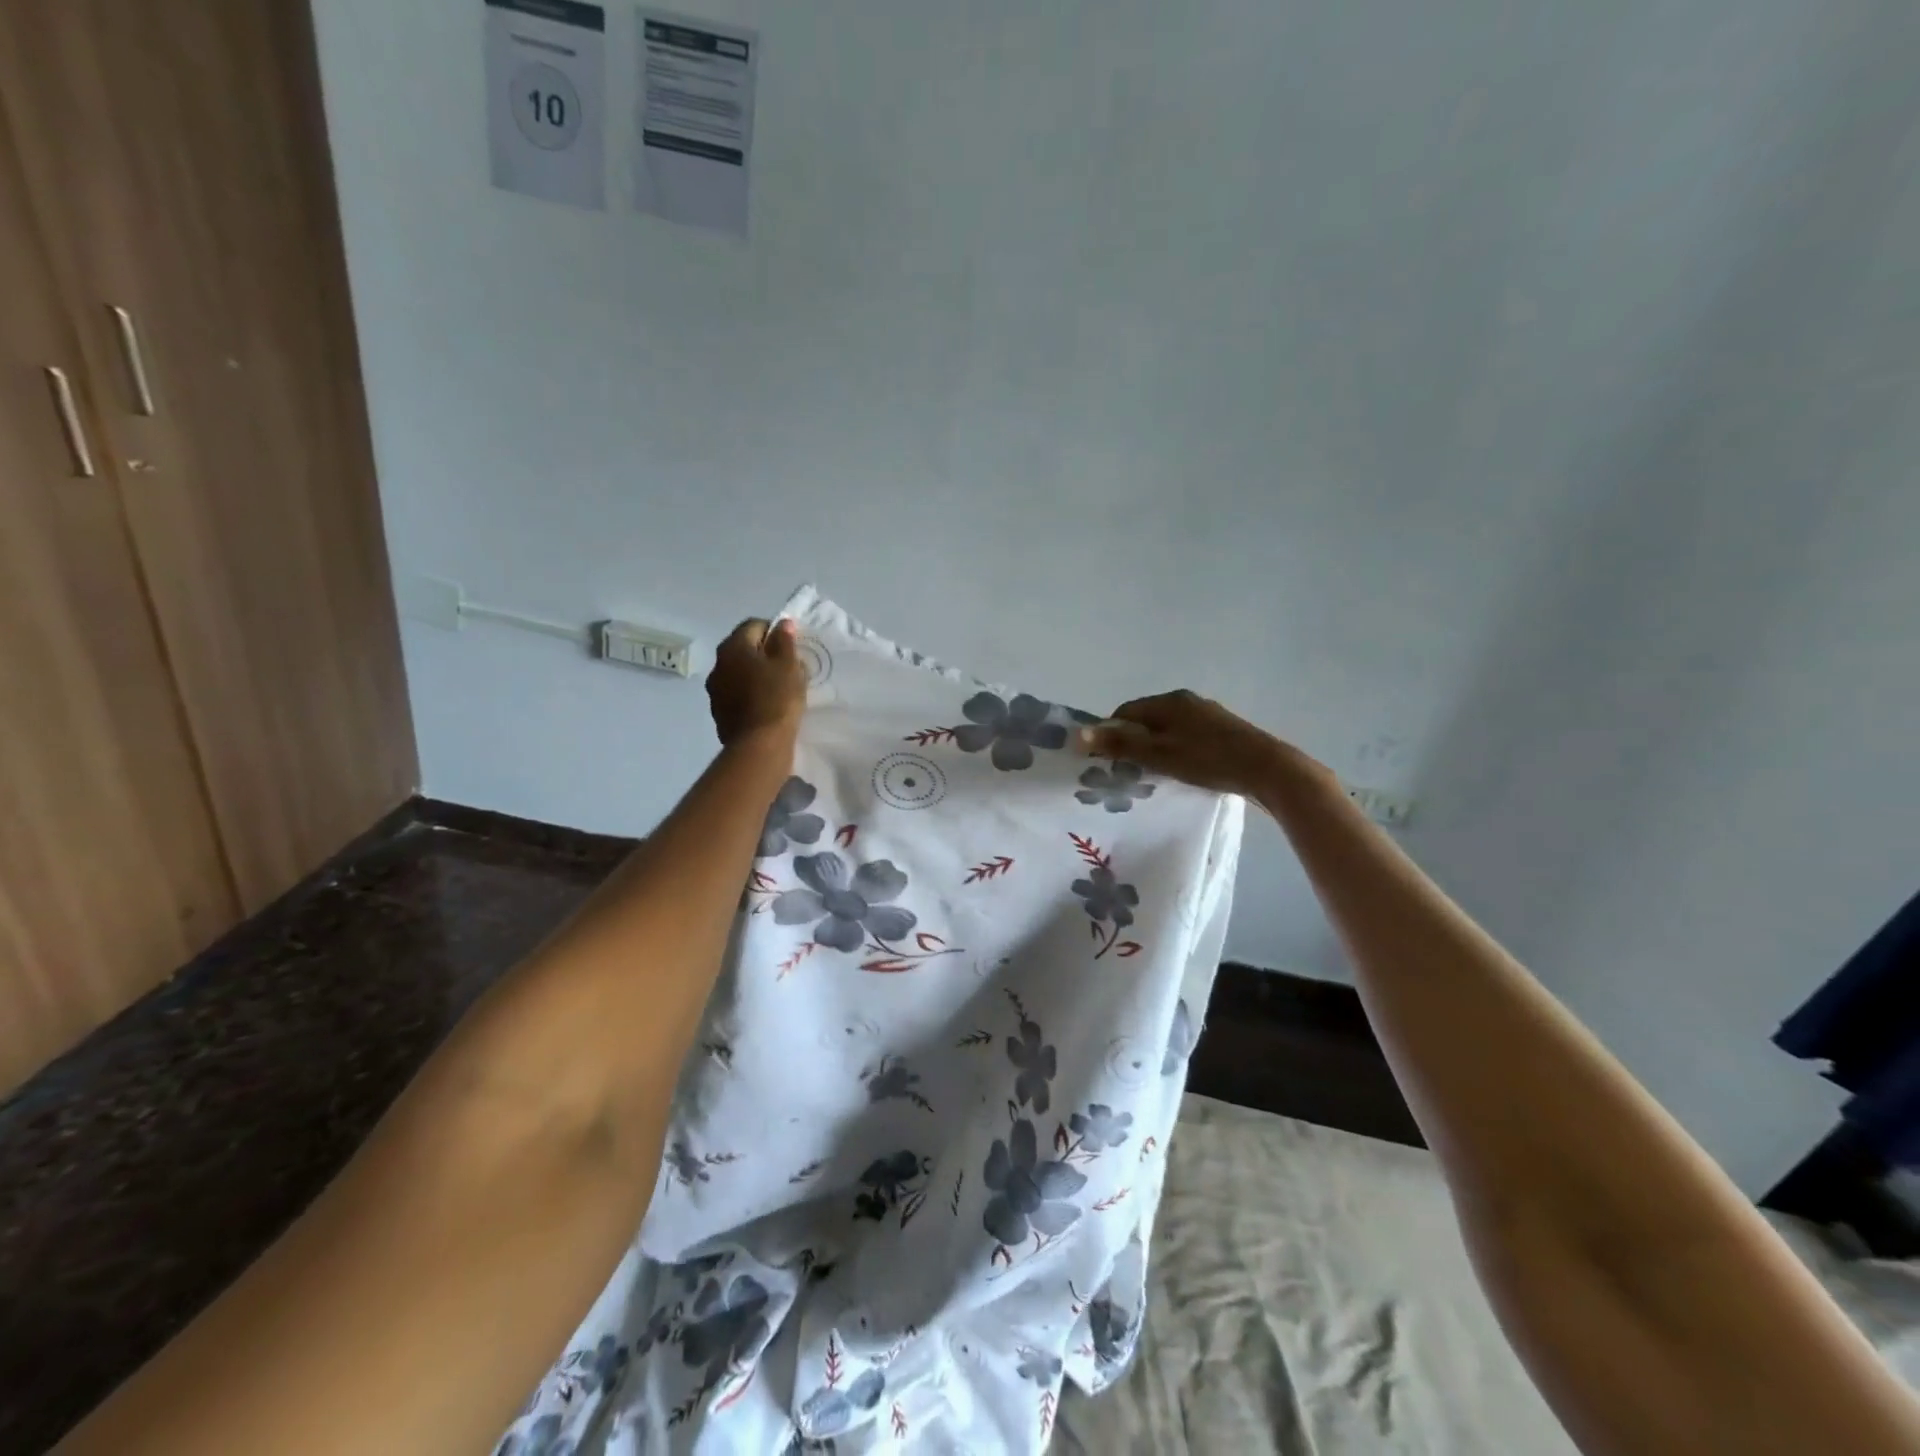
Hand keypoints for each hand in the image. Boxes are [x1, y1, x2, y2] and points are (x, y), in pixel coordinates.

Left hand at [707, 619, 806, 746]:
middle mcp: (718, 665)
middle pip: (744, 649)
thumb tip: (781, 624)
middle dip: (764, 654)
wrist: (759, 745)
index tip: (791, 647)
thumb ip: (785, 641)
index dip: (775, 632)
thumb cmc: (777, 698)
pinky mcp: (719, 712)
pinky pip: (737, 694)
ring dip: (755, 675)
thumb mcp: (789, 665)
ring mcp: (715, 690)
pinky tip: (767, 706)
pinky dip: (750, 694)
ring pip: (739, 673)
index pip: (754, 625)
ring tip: (778, 688)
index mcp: (733, 647)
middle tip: (787, 667)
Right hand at [1078, 690, 1327, 798]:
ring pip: (1168, 730)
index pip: (1125, 712)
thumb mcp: (1158, 755)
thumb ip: (1119, 745)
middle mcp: (1187, 701)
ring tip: (1154, 775)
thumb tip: (1078, 734)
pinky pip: (1187, 738)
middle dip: (1133, 742)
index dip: (1111, 734)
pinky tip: (1182, 772)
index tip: (1108, 761)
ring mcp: (1207, 715)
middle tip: (1128, 771)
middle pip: (1147, 720)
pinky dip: (1177, 752)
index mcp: (1168, 701)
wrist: (1267, 769)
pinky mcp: (1223, 732)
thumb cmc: (1208, 760)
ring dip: (1156, 748)